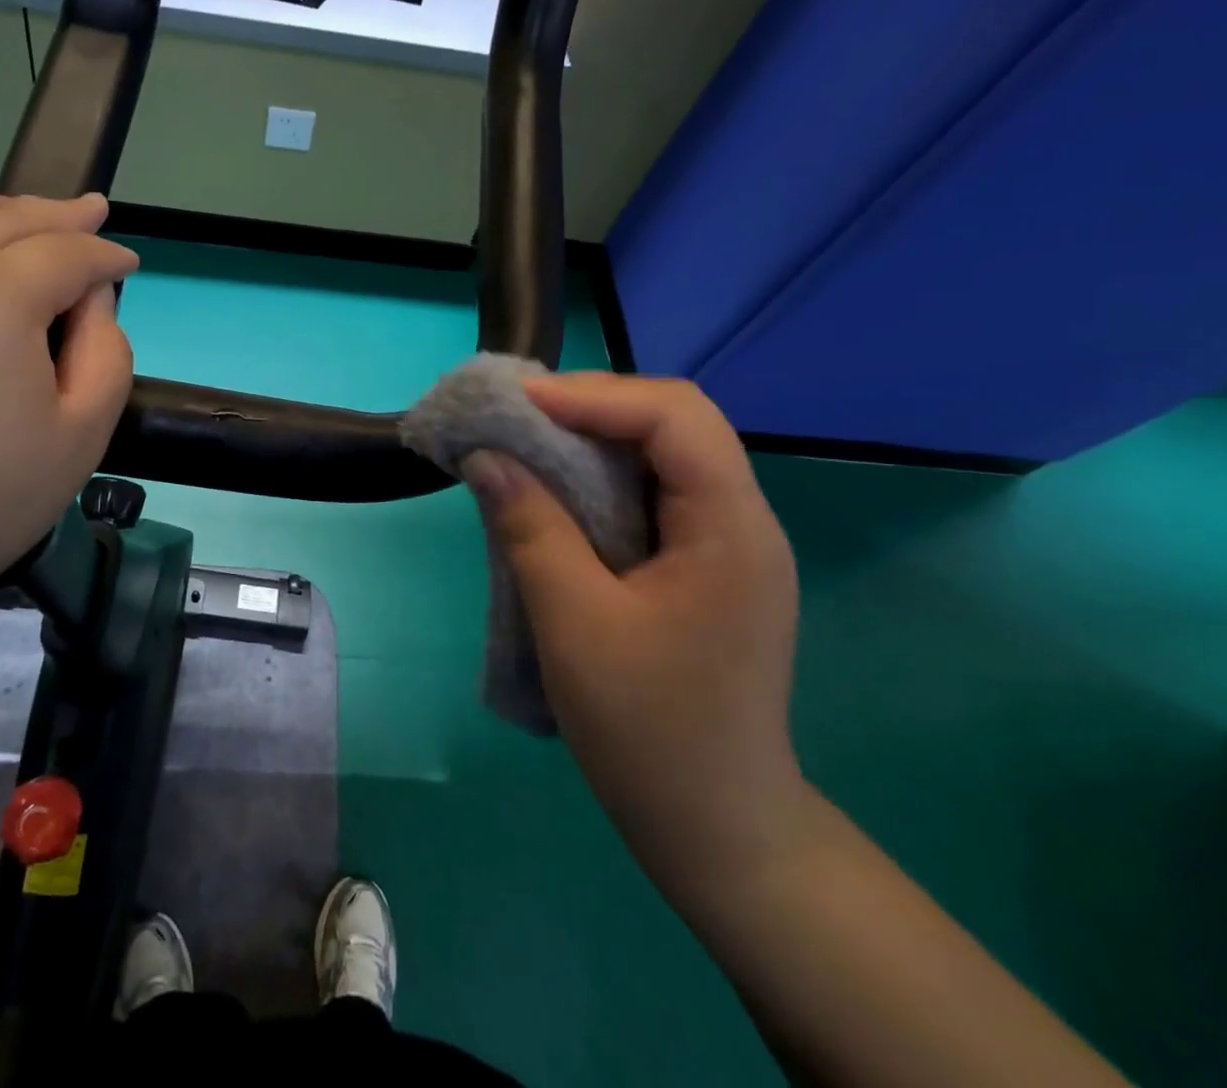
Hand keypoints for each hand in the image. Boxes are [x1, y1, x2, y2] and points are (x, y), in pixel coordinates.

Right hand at [463, 374, 809, 896]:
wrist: (716, 830)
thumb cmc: (649, 732)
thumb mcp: (574, 625)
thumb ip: (530, 529)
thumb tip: (484, 458)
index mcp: (731, 529)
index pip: (676, 418)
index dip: (595, 396)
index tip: (520, 403)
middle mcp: (742, 521)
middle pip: (675, 423)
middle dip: (593, 406)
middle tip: (518, 416)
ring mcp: (727, 544)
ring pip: (664, 454)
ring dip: (594, 438)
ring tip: (528, 439)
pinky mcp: (704, 567)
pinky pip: (654, 493)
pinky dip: (601, 476)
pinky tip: (558, 490)